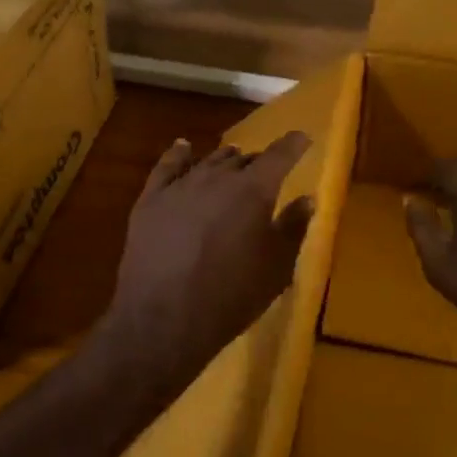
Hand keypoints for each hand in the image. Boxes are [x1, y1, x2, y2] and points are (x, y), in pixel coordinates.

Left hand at [102, 131, 314, 396]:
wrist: (164, 318)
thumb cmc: (231, 296)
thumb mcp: (276, 269)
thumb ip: (292, 228)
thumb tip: (306, 200)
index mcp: (253, 190)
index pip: (279, 156)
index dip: (293, 145)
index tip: (302, 139)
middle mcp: (217, 177)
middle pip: (242, 159)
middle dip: (256, 162)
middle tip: (265, 172)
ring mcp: (180, 186)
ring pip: (207, 161)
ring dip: (224, 161)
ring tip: (233, 161)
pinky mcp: (150, 200)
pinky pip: (167, 167)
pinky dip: (179, 154)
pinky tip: (184, 147)